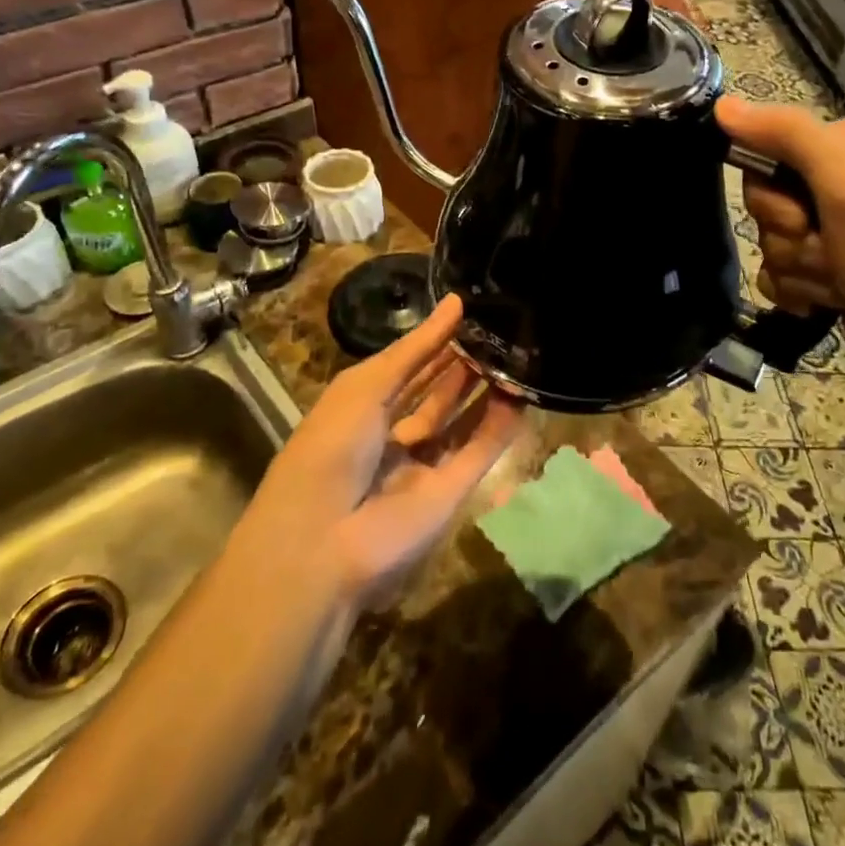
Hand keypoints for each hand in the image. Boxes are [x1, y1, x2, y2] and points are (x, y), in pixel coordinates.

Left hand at [227, 294, 524, 609]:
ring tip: (517, 355)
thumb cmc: (331, 447)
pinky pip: (478, 454)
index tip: (470, 314)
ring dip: (485, 392)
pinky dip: (499, 428)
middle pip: (436, 396)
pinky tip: (521, 397)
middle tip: (500, 332)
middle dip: (463, 366)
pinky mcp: (449, 495)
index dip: (434, 343)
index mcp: (362, 411)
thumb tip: (455, 303)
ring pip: (461, 423)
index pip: (406, 370)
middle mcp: (393, 438)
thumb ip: (415, 349)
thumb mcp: (365, 387)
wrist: (323, 542)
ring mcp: (422, 468)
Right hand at [716, 97, 844, 393]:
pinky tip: (826, 301)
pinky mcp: (828, 264)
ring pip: (769, 238)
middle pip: (764, 197)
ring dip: (797, 267)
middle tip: (828, 251)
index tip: (802, 215)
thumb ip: (786, 135)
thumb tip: (721, 104)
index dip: (772, 189)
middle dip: (788, 235)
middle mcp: (843, 174)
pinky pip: (776, 269)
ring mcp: (835, 224)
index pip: (768, 146)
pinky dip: (796, 289)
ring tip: (838, 282)